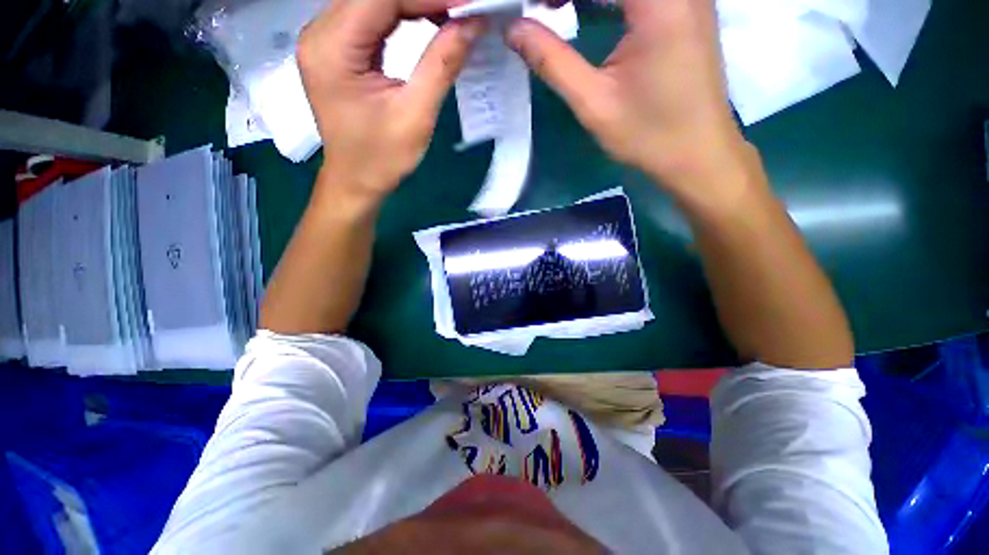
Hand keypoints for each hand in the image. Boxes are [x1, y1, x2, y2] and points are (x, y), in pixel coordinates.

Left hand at [297, 0, 483, 200]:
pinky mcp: (336, 48)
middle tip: (464, 10)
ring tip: (453, 15)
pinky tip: (429, 21)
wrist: (356, 181)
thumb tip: (472, 23)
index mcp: (333, 49)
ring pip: (374, 0)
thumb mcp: (416, 115)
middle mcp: (320, 33)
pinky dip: (403, 14)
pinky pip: (371, 16)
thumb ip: (441, 65)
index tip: (469, 4)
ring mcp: (325, 38)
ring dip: (416, 3)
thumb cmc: (382, 158)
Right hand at [506, 0, 749, 201]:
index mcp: (658, 2)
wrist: (698, 153)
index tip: (533, 9)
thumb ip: (552, 61)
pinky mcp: (687, 5)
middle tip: (542, 9)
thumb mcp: (594, 103)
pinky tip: (586, 8)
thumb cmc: (649, 135)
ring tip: (555, 7)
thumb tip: (513, 30)